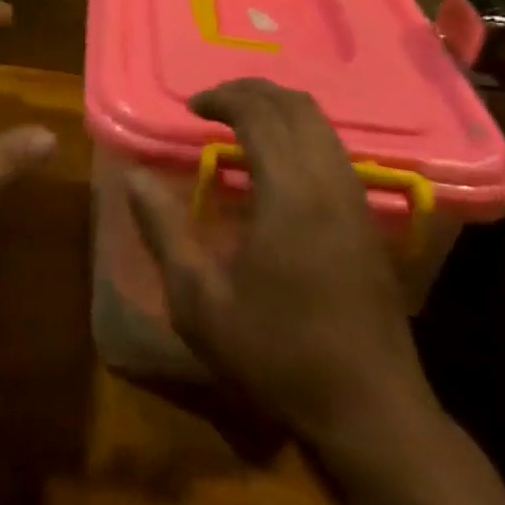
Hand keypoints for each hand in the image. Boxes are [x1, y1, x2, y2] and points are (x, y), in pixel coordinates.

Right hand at [126, 79, 438, 447]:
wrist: (370, 412)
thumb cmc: (276, 355)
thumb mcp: (199, 300)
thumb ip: (163, 229)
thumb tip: (134, 176)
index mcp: (290, 193)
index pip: (260, 114)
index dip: (223, 98)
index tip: (191, 108)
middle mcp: (330, 183)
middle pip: (297, 107)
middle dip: (252, 92)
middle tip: (213, 104)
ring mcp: (357, 201)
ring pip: (322, 126)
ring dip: (280, 111)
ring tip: (241, 126)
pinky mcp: (370, 222)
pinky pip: (335, 151)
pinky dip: (301, 136)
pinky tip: (276, 167)